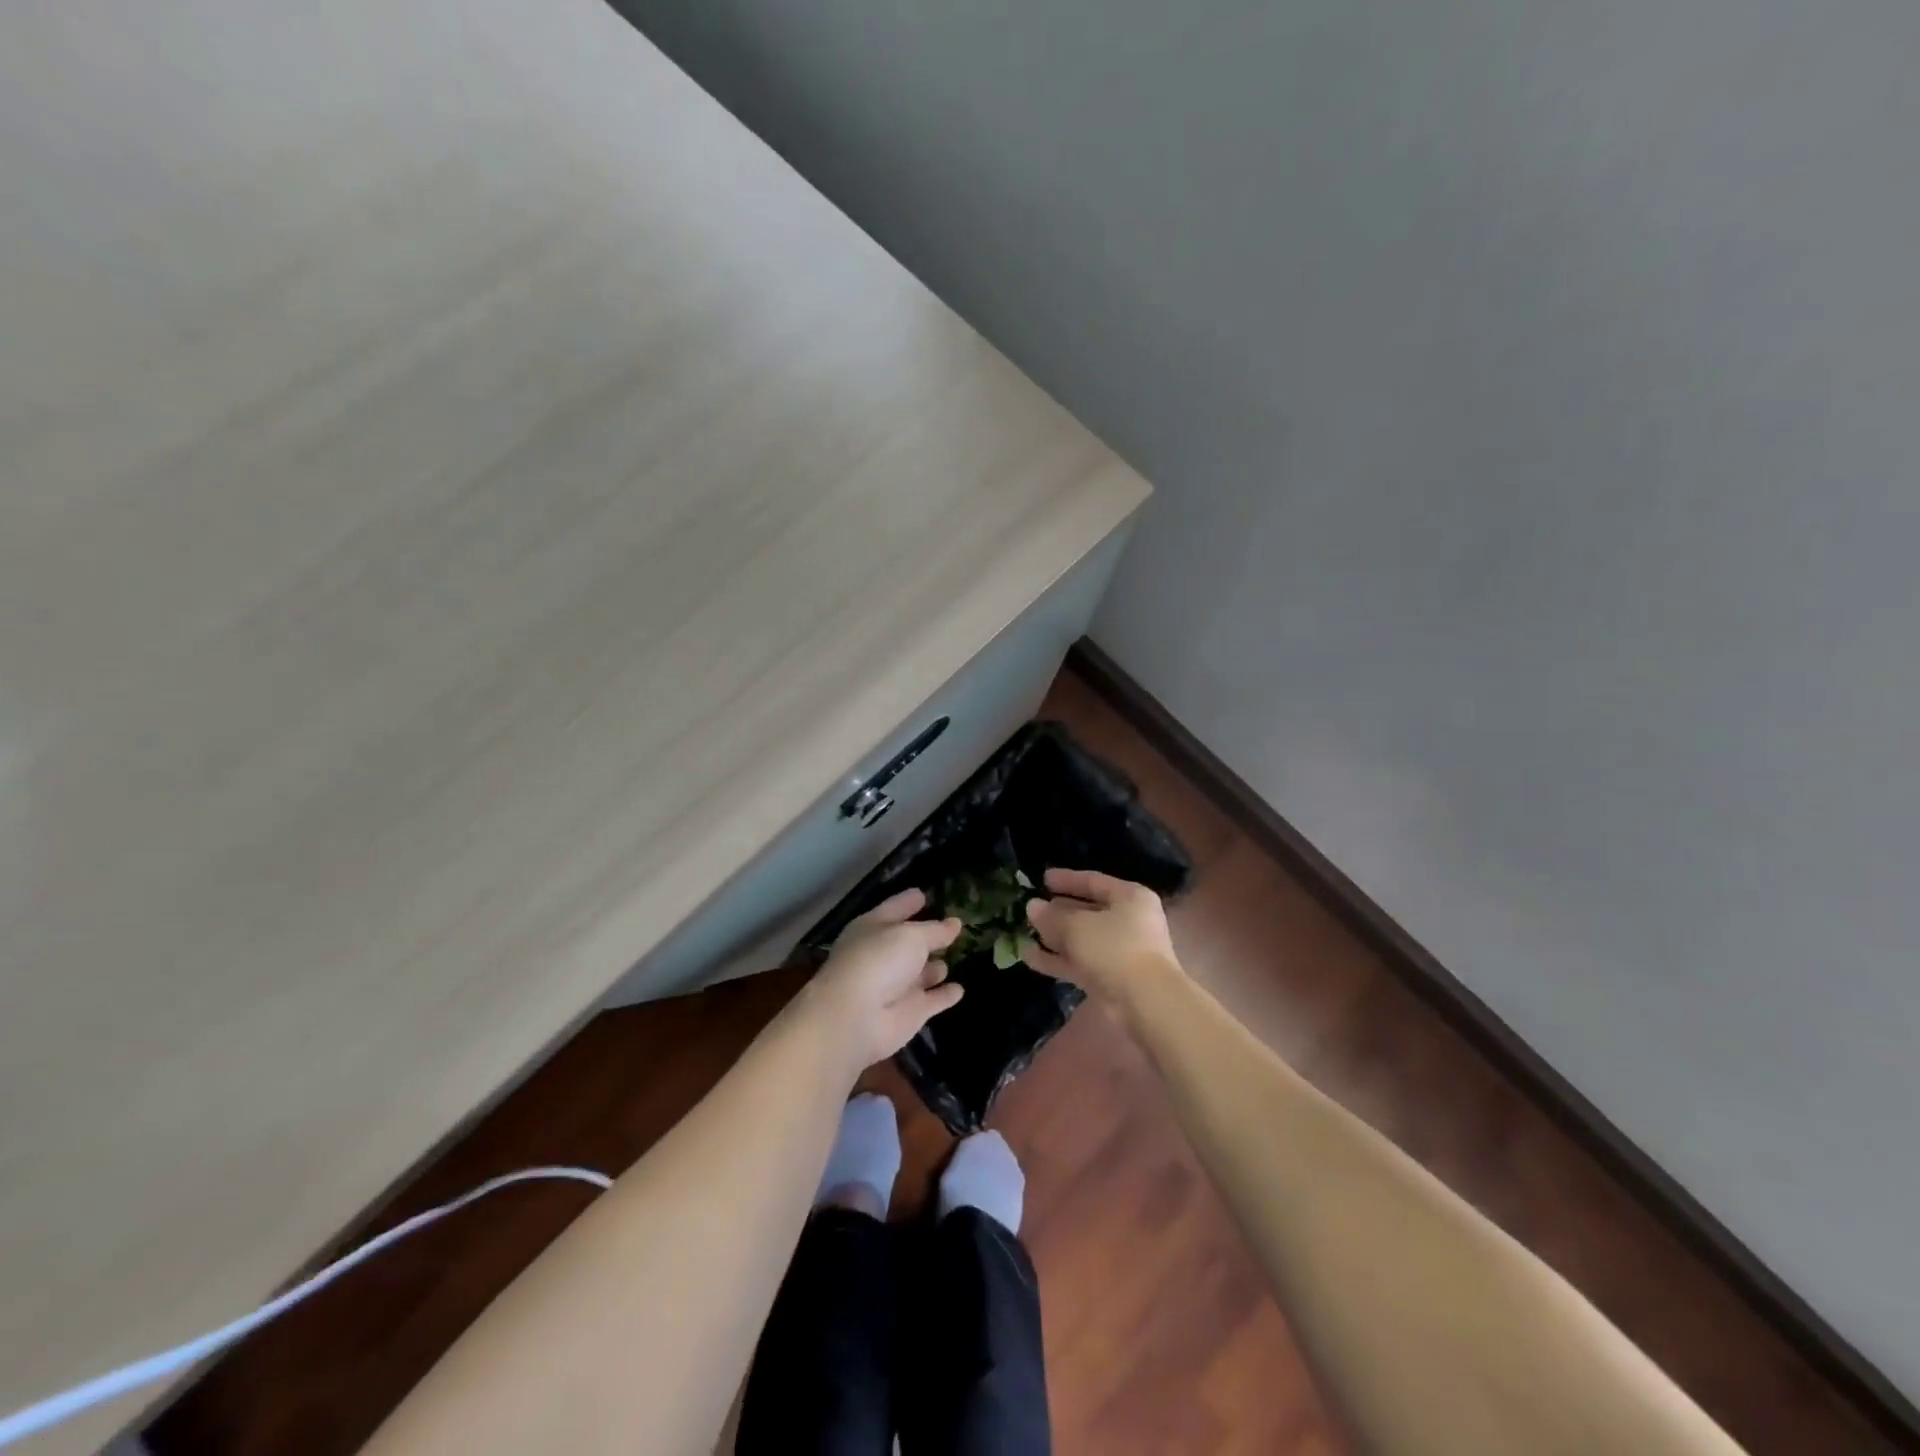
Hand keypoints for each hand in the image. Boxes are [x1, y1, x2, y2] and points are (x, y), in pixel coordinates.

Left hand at [799, 888, 963, 1071]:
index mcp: (873, 928)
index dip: (909, 901)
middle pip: (909, 942)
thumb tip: (955, 923)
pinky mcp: (910, 1012)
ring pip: (922, 972)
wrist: (857, 1018)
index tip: (924, 894)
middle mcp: (883, 955)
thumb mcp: (911, 935)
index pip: (895, 908)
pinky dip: (945, 995)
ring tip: (956, 955)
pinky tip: (959, 990)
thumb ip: (935, 930)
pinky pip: (933, 1000)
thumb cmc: (878, 961)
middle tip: (954, 926)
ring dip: (936, 966)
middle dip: (928, 935)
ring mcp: (897, 985)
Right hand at [1023, 868, 1181, 1003]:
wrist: (1145, 1001)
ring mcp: (1120, 951)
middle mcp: (1128, 921)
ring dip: (1054, 937)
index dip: (1067, 880)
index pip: (1094, 881)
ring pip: (1082, 939)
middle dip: (1058, 911)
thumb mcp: (1077, 926)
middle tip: (1031, 908)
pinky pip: (1080, 962)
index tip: (1042, 879)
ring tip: (1023, 932)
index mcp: (1130, 898)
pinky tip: (1029, 956)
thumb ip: (1052, 916)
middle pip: (1088, 911)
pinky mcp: (1110, 977)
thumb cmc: (1114, 948)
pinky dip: (1057, 959)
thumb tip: (1032, 906)